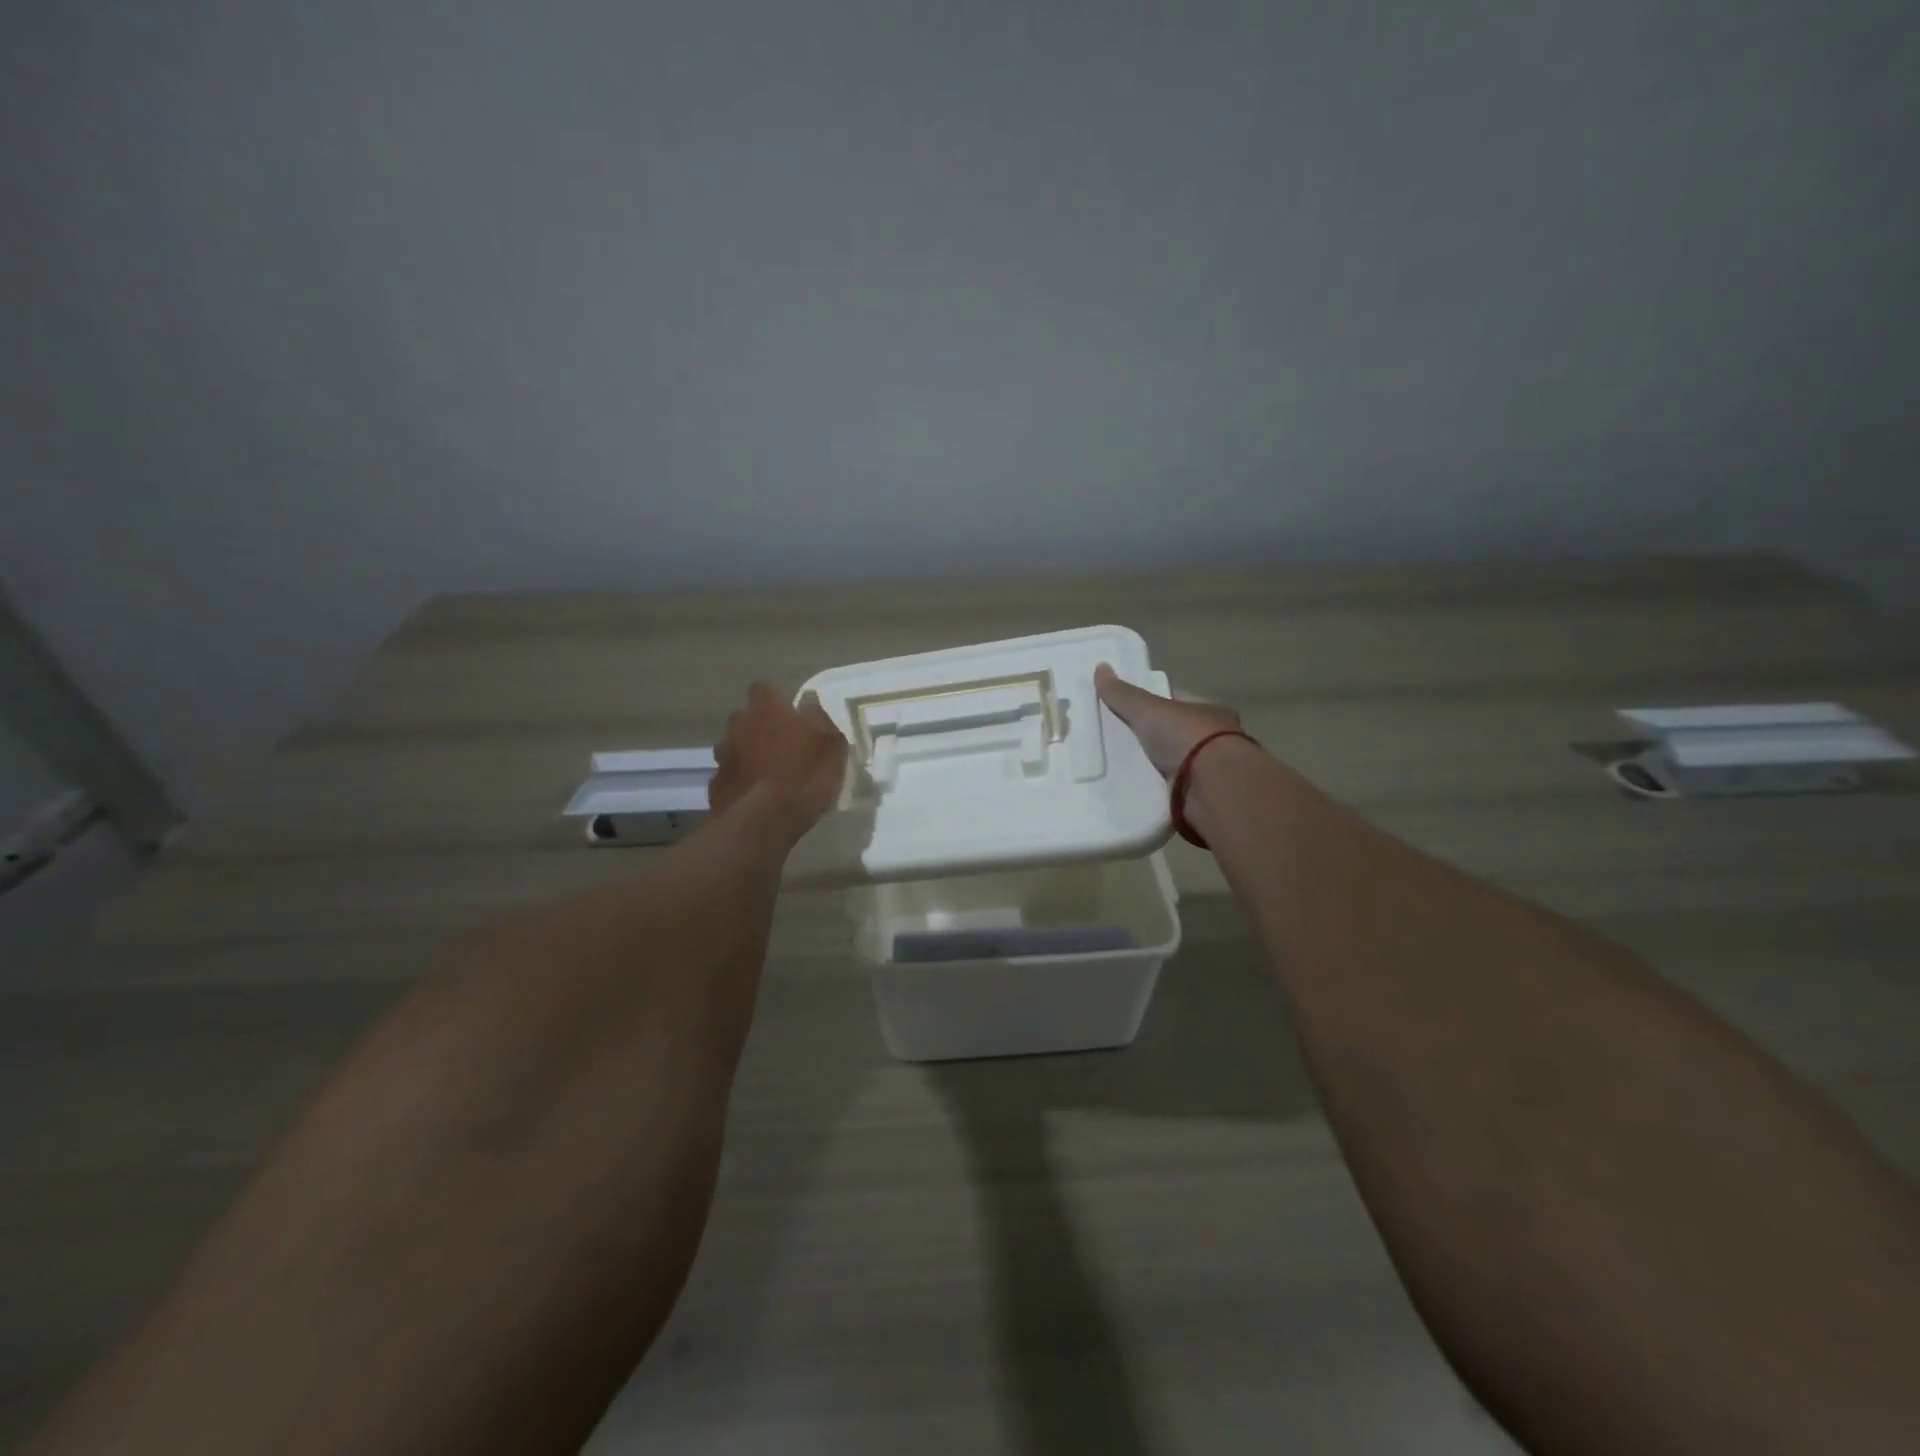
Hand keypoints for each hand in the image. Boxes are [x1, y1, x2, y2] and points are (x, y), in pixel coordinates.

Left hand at [710, 682, 847, 832]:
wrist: (763, 822)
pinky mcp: (716, 785)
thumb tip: (810, 705)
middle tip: (783, 744)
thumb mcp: (832, 747)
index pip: (765, 687)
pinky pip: (730, 775)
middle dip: (760, 726)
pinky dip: (741, 781)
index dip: (778, 698)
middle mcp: (739, 725)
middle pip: (746, 716)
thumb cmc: (804, 777)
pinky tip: (756, 797)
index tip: (792, 713)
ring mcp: (723, 756)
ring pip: (735, 746)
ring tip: (769, 773)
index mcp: (767, 709)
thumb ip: (822, 721)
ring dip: (748, 754)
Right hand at [1093, 663, 1243, 779]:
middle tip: (1118, 739)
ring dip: (1155, 765)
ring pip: (1175, 762)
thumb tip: (1100, 667)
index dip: (1153, 701)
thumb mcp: (1149, 710)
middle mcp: (1216, 738)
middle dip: (1151, 736)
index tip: (1128, 707)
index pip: (1178, 700)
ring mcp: (1211, 770)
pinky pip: (1173, 789)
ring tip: (1121, 767)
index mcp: (1210, 710)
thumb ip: (1124, 694)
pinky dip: (1158, 789)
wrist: (1214, 788)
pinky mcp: (1203, 798)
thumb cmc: (1188, 738)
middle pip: (1175, 733)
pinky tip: (1136, 789)